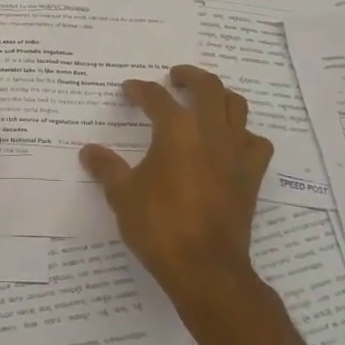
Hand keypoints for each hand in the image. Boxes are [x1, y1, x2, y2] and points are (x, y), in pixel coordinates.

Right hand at [80, 65, 272, 306]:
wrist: (205, 267)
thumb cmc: (159, 226)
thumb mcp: (122, 195)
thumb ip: (106, 168)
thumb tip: (88, 151)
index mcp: (177, 130)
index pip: (157, 97)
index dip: (140, 90)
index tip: (129, 90)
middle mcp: (211, 131)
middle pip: (208, 87)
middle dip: (189, 76)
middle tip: (174, 78)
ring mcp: (236, 152)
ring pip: (237, 106)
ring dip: (219, 97)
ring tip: (204, 101)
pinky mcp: (251, 175)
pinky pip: (256, 142)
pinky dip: (244, 134)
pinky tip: (231, 143)